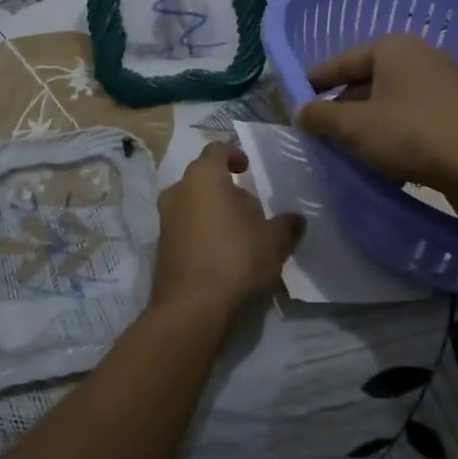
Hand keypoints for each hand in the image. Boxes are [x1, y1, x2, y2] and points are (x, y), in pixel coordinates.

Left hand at [152, 142, 302, 327]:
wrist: (191, 309)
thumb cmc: (235, 259)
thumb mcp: (274, 241)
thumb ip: (286, 225)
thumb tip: (296, 219)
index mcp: (203, 177)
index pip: (216, 150)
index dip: (233, 153)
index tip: (248, 167)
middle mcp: (178, 190)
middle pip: (202, 177)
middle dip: (225, 187)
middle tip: (250, 206)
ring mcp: (165, 219)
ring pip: (192, 203)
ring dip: (213, 211)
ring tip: (238, 232)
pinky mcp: (161, 247)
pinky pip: (185, 228)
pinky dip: (202, 232)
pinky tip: (222, 254)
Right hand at [296, 33, 457, 203]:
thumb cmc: (413, 135)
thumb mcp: (355, 127)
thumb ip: (320, 116)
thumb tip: (300, 111)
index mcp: (394, 48)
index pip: (342, 61)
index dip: (314, 82)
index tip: (294, 101)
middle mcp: (421, 57)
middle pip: (366, 82)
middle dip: (342, 108)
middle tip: (319, 133)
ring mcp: (444, 85)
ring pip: (389, 103)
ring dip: (367, 126)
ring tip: (347, 152)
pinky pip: (413, 119)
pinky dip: (393, 135)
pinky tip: (384, 163)